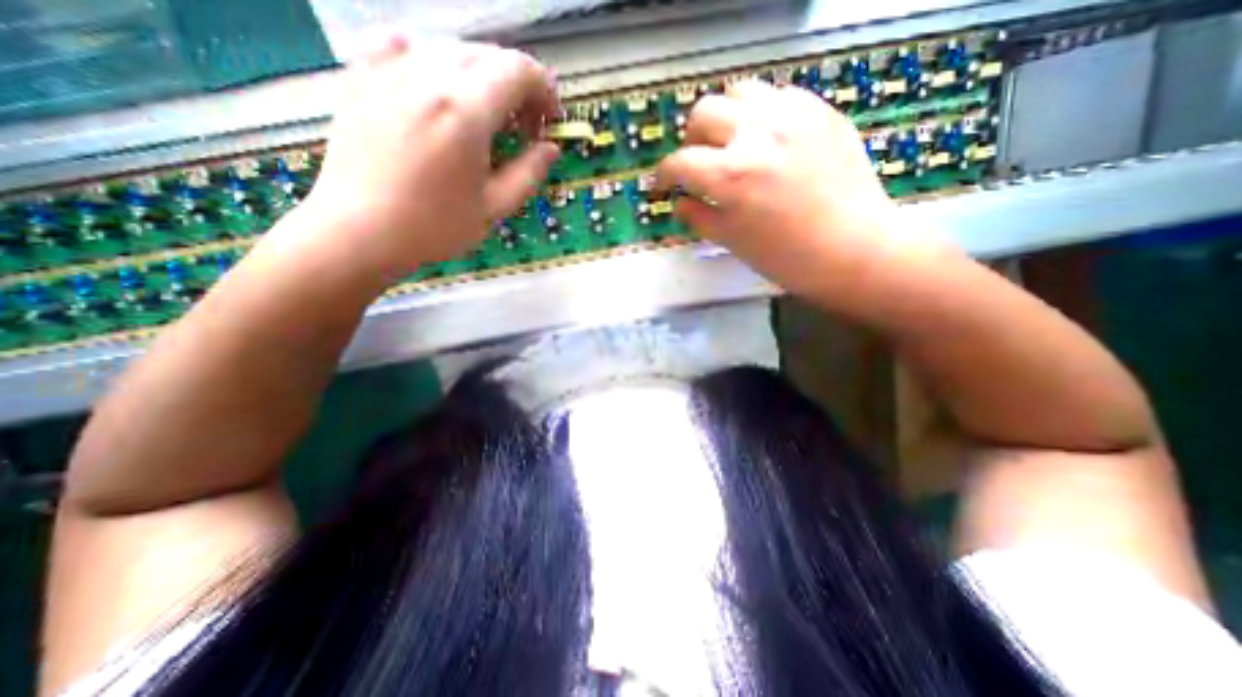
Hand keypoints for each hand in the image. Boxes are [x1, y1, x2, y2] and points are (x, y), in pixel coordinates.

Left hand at [294, 35, 558, 280]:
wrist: (359, 231)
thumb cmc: (434, 227)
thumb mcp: (494, 207)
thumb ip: (529, 173)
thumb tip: (550, 148)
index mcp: (465, 111)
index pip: (518, 70)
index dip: (544, 90)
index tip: (550, 121)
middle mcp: (428, 76)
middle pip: (488, 56)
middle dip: (517, 87)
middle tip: (523, 128)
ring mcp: (389, 70)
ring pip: (451, 49)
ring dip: (482, 78)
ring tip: (485, 116)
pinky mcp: (363, 76)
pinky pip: (404, 45)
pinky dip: (433, 61)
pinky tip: (437, 89)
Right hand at [654, 80, 937, 295]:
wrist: (854, 250)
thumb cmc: (787, 258)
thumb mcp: (732, 242)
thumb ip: (699, 217)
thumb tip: (680, 202)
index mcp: (731, 176)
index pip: (679, 163)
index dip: (662, 175)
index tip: (661, 185)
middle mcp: (757, 135)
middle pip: (704, 112)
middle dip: (691, 141)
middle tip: (697, 164)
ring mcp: (793, 116)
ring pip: (740, 91)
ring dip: (725, 117)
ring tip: (731, 144)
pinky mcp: (821, 111)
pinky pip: (779, 95)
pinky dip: (761, 113)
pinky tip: (766, 139)